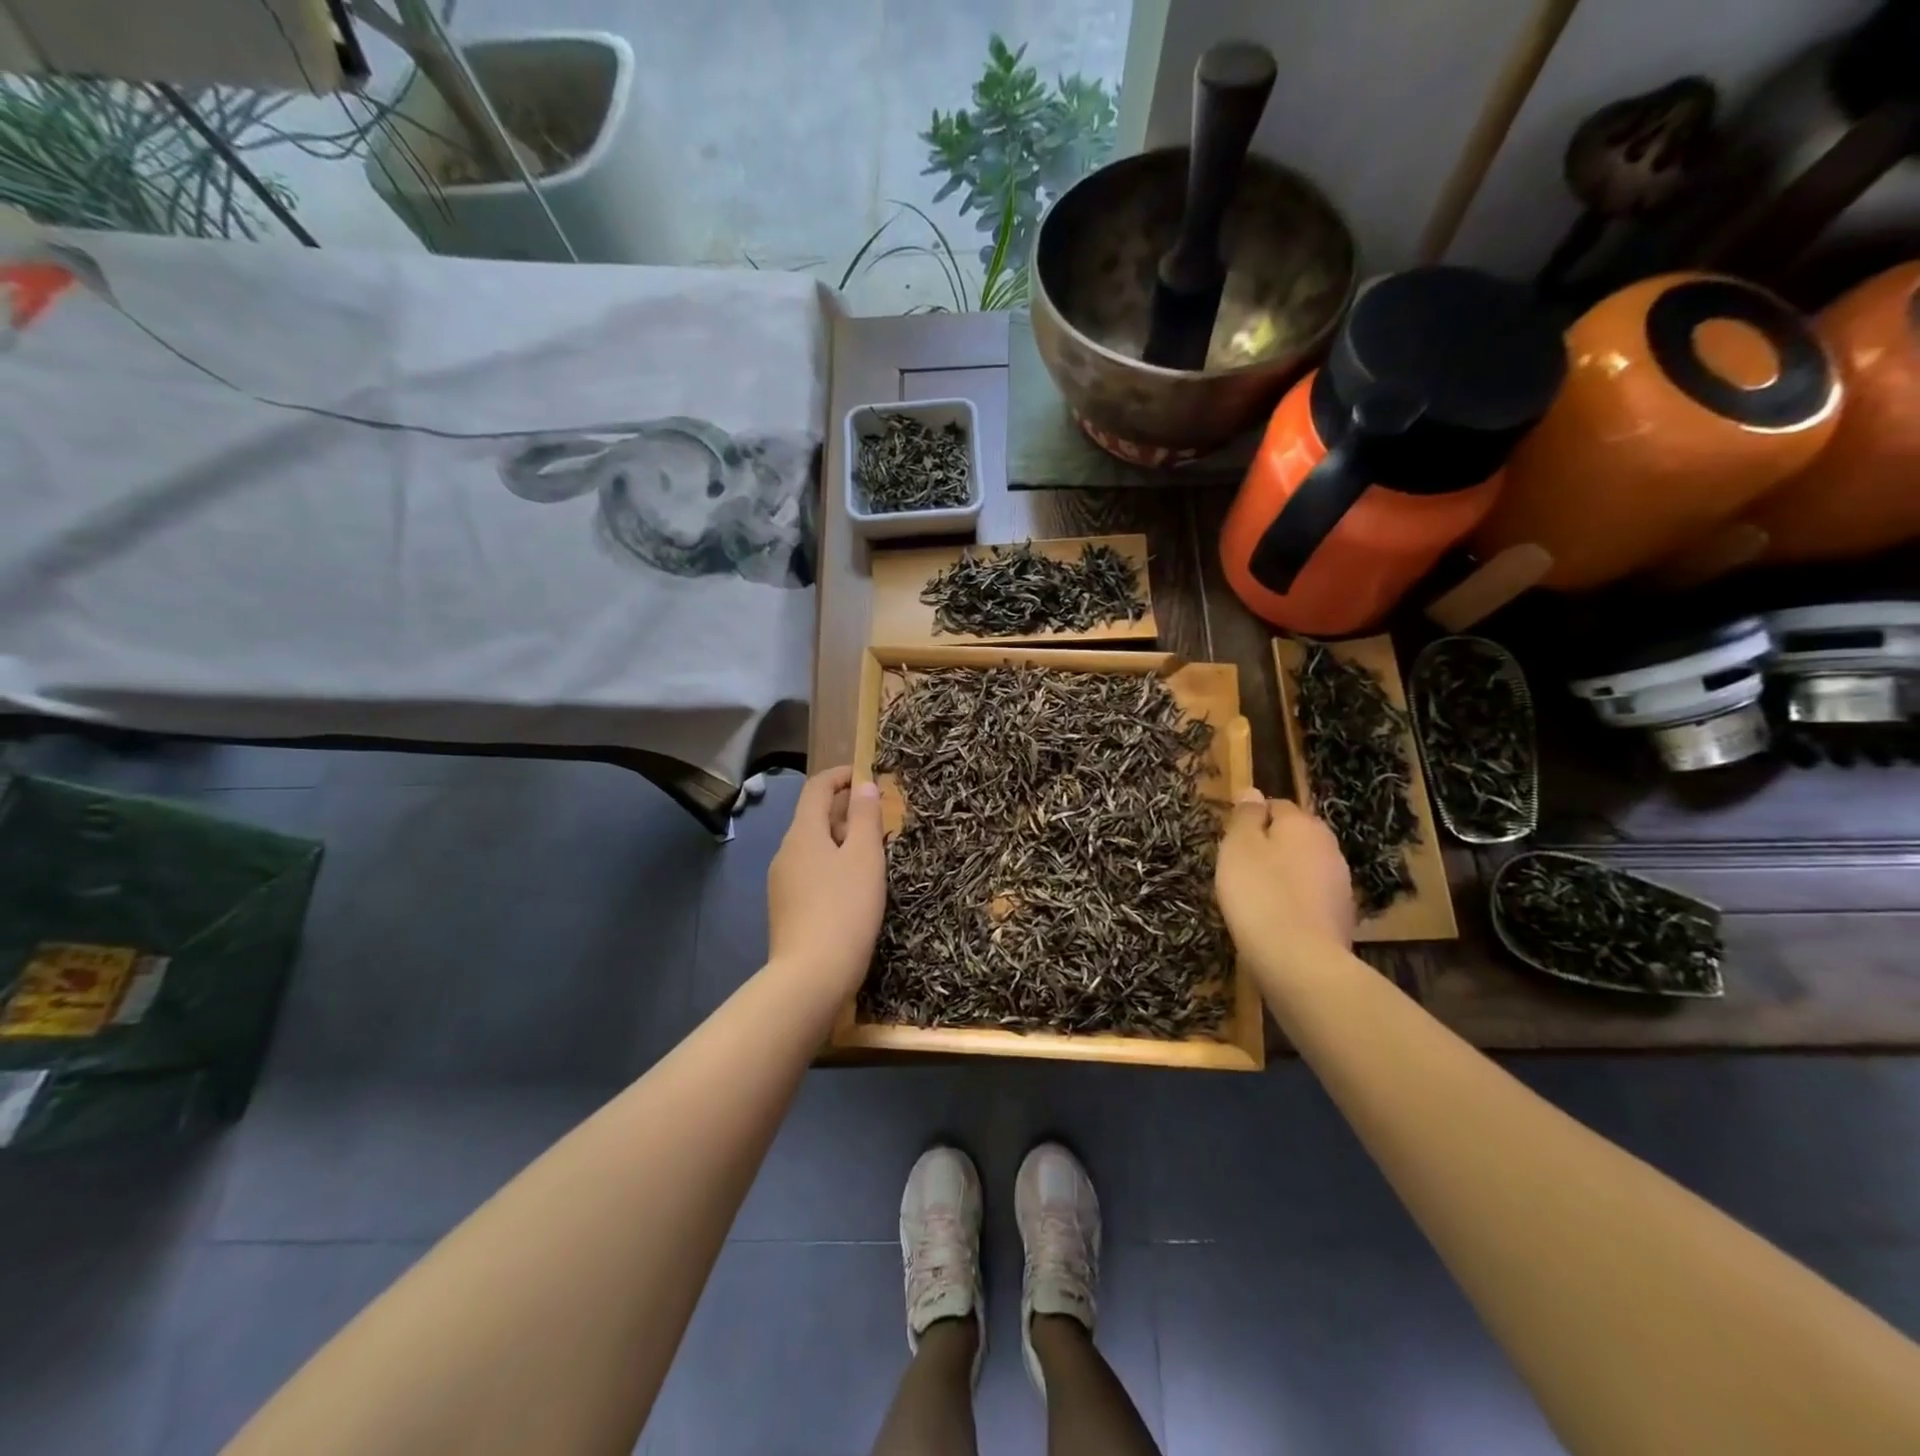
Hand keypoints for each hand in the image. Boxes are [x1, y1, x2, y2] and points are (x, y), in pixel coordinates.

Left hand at [767, 766, 886, 996]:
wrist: (811, 977)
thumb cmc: (845, 908)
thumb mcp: (865, 857)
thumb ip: (865, 817)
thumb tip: (863, 785)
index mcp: (802, 833)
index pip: (816, 788)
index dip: (841, 776)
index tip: (867, 776)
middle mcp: (785, 852)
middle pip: (813, 818)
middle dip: (845, 811)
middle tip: (880, 820)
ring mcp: (781, 883)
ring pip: (813, 848)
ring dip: (841, 841)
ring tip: (873, 855)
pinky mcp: (786, 909)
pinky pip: (811, 873)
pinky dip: (832, 866)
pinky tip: (853, 888)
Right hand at [1215, 791, 1354, 979]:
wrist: (1299, 960)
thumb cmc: (1259, 893)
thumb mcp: (1239, 847)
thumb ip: (1246, 816)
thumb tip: (1253, 791)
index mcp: (1304, 824)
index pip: (1276, 806)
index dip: (1251, 819)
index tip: (1231, 841)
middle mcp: (1329, 847)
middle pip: (1293, 837)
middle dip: (1269, 848)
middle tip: (1239, 869)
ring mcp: (1340, 884)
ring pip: (1303, 868)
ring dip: (1282, 876)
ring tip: (1254, 897)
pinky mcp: (1341, 917)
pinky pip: (1310, 898)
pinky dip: (1293, 903)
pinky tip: (1274, 920)